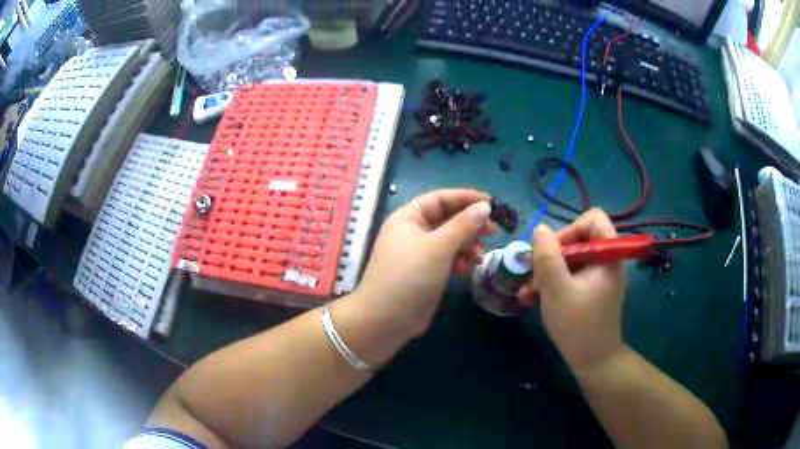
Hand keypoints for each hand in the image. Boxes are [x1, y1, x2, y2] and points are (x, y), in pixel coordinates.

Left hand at [353, 189, 490, 337]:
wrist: (386, 320)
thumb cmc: (409, 276)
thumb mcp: (438, 247)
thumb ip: (463, 225)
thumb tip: (484, 206)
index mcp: (408, 217)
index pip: (440, 198)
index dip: (466, 198)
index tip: (492, 203)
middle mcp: (413, 231)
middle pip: (447, 219)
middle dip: (470, 225)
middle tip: (492, 232)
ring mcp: (420, 253)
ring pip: (450, 240)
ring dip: (468, 245)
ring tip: (479, 257)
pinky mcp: (426, 272)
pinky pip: (448, 258)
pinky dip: (460, 260)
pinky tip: (468, 269)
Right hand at [519, 208, 626, 376]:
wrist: (593, 362)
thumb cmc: (577, 326)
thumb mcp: (556, 290)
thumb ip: (547, 257)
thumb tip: (540, 229)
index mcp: (607, 255)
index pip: (593, 218)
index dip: (570, 228)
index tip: (553, 252)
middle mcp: (606, 261)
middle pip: (578, 240)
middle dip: (552, 257)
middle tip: (533, 277)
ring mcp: (599, 277)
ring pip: (571, 259)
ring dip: (547, 273)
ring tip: (528, 293)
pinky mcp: (592, 290)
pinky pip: (572, 275)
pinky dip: (554, 283)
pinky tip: (535, 298)